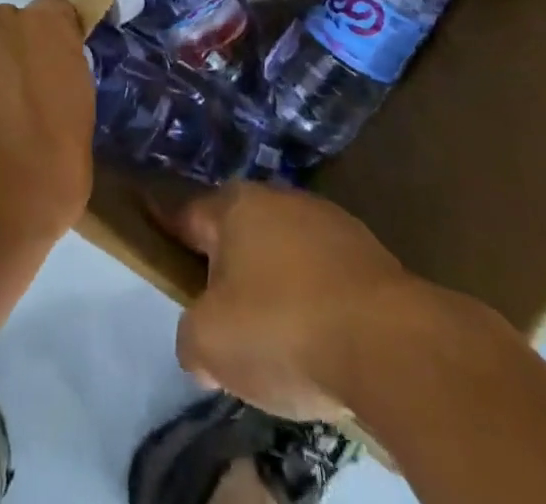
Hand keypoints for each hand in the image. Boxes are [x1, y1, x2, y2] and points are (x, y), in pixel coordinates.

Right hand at [157, 183, 431, 420]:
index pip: (186, 213)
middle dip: (226, 266)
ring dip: (275, 284)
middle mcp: (279, 199)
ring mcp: (329, 222)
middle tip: (221, 315)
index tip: (153, 230)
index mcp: (235, 207)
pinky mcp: (370, 255)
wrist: (392, 345)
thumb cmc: (285, 329)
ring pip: (284, 252)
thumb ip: (190, 338)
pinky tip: (322, 340)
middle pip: (238, 232)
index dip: (167, 227)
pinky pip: (324, 276)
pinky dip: (316, 300)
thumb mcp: (210, 344)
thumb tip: (203, 342)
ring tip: (277, 337)